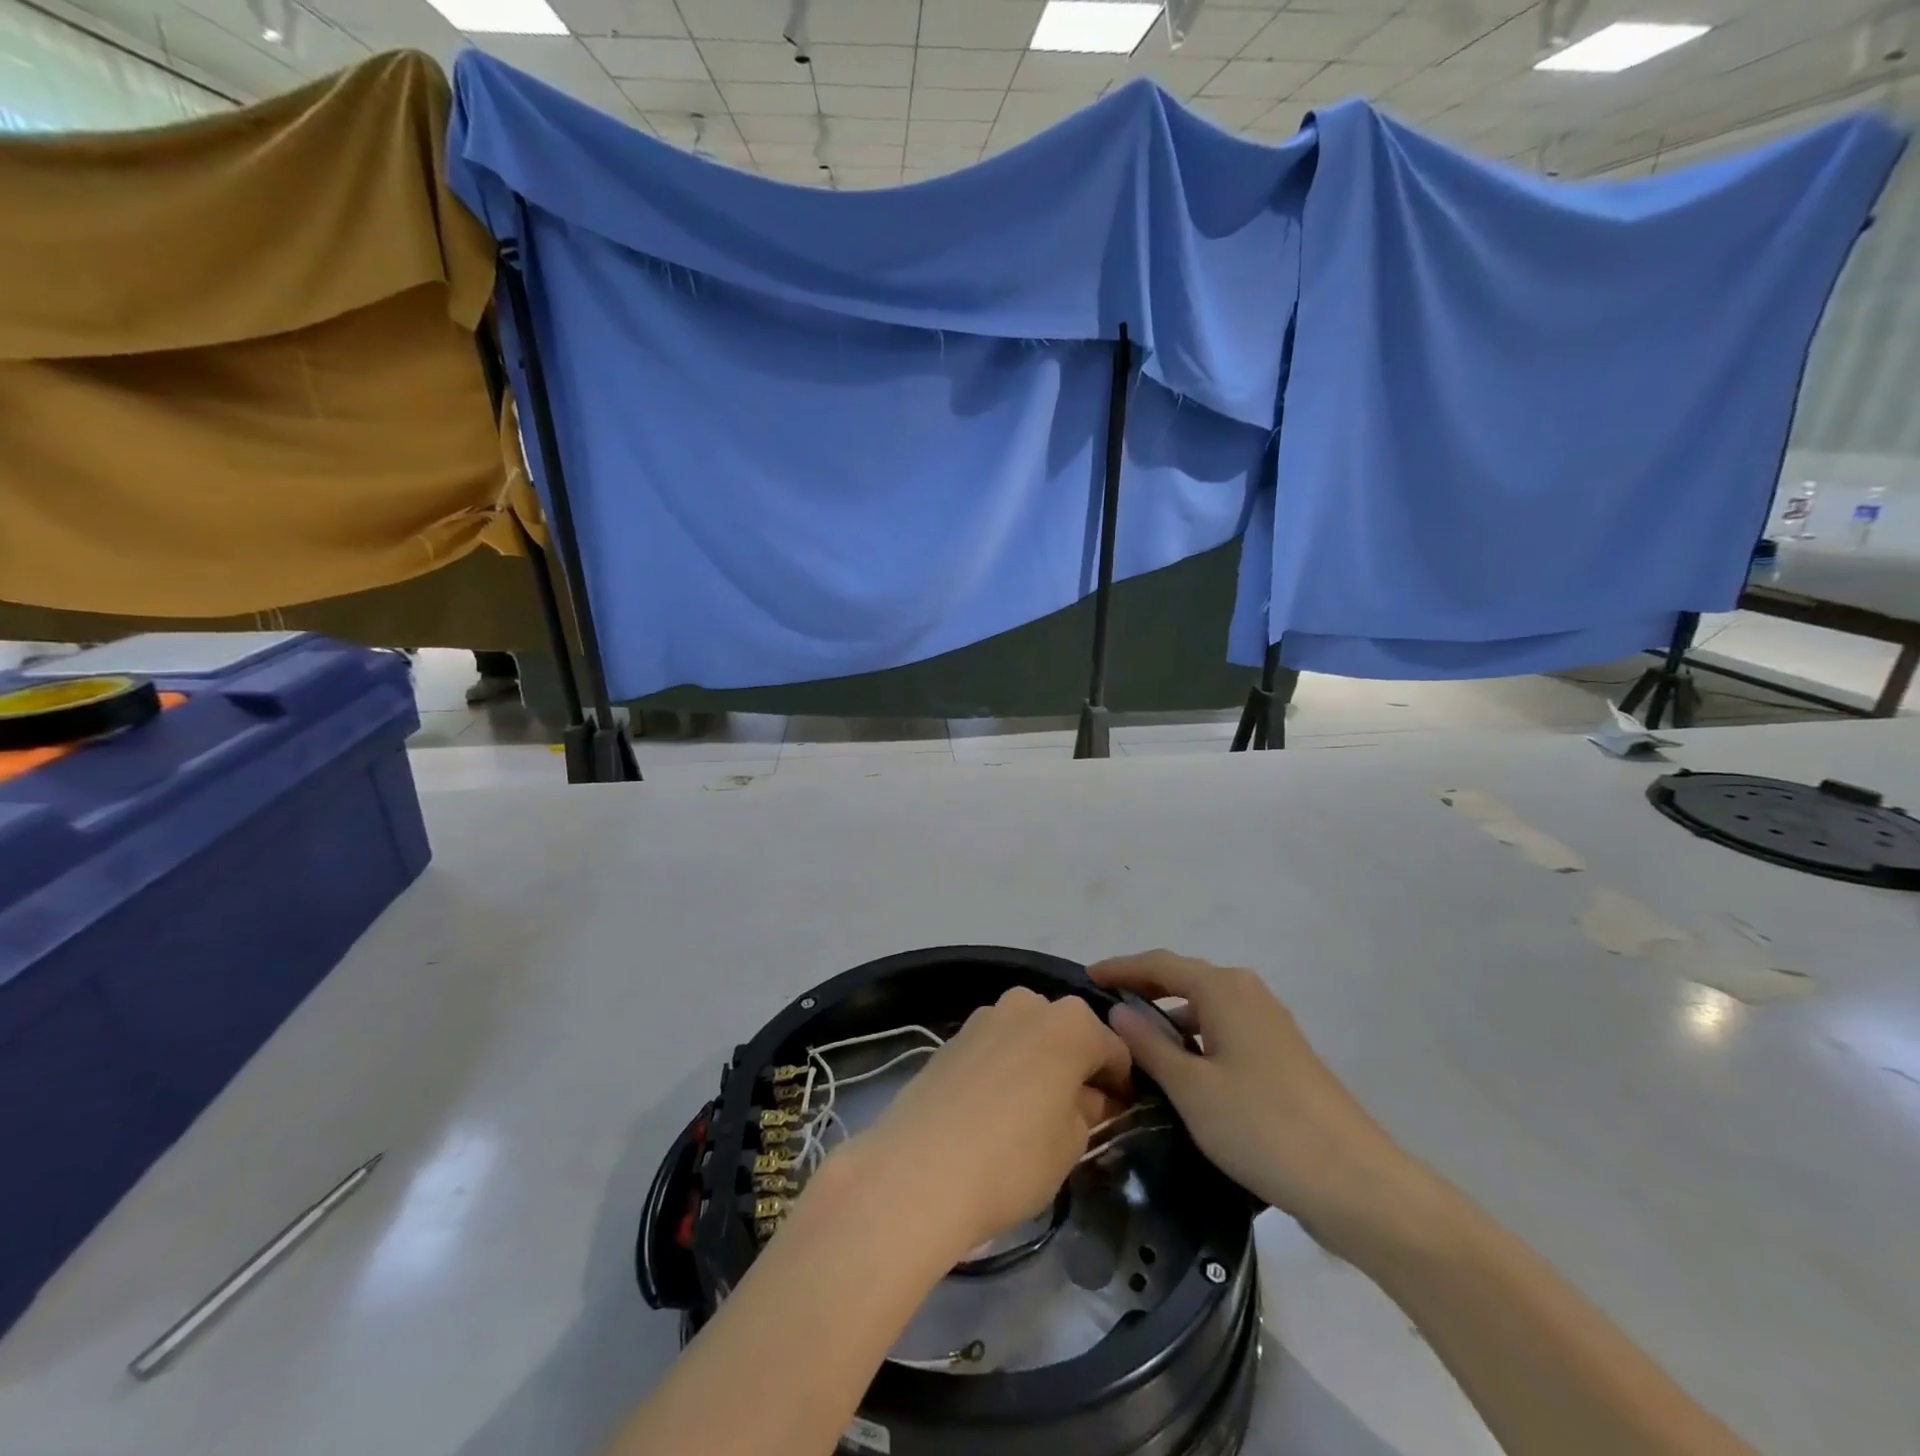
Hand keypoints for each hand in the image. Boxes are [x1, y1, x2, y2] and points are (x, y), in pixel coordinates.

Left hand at [841, 988, 1132, 1258]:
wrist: (918, 1169)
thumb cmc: (1013, 1158)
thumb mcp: (1071, 1143)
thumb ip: (1087, 1110)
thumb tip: (1087, 1097)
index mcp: (1070, 1022)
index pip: (1114, 1048)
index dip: (1120, 1083)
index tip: (1119, 1114)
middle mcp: (1028, 1004)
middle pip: (1067, 1032)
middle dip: (1076, 1065)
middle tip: (1077, 1114)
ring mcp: (985, 1016)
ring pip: (1028, 1035)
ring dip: (1038, 1063)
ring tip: (1032, 1113)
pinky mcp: (952, 1036)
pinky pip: (995, 1047)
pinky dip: (1005, 1067)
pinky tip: (995, 1110)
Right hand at [1090, 951, 1412, 1253]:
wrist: (1355, 1183)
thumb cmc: (1261, 1126)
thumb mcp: (1191, 1088)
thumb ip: (1149, 1044)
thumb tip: (1118, 1010)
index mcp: (1224, 989)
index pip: (1159, 964)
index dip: (1121, 968)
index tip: (1087, 977)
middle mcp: (1248, 994)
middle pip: (1184, 980)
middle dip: (1144, 990)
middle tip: (1105, 1010)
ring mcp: (1270, 1025)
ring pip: (1206, 1009)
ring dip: (1170, 1019)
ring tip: (1135, 1046)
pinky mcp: (1282, 1057)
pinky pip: (1225, 1032)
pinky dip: (1196, 1040)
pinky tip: (1182, 1073)